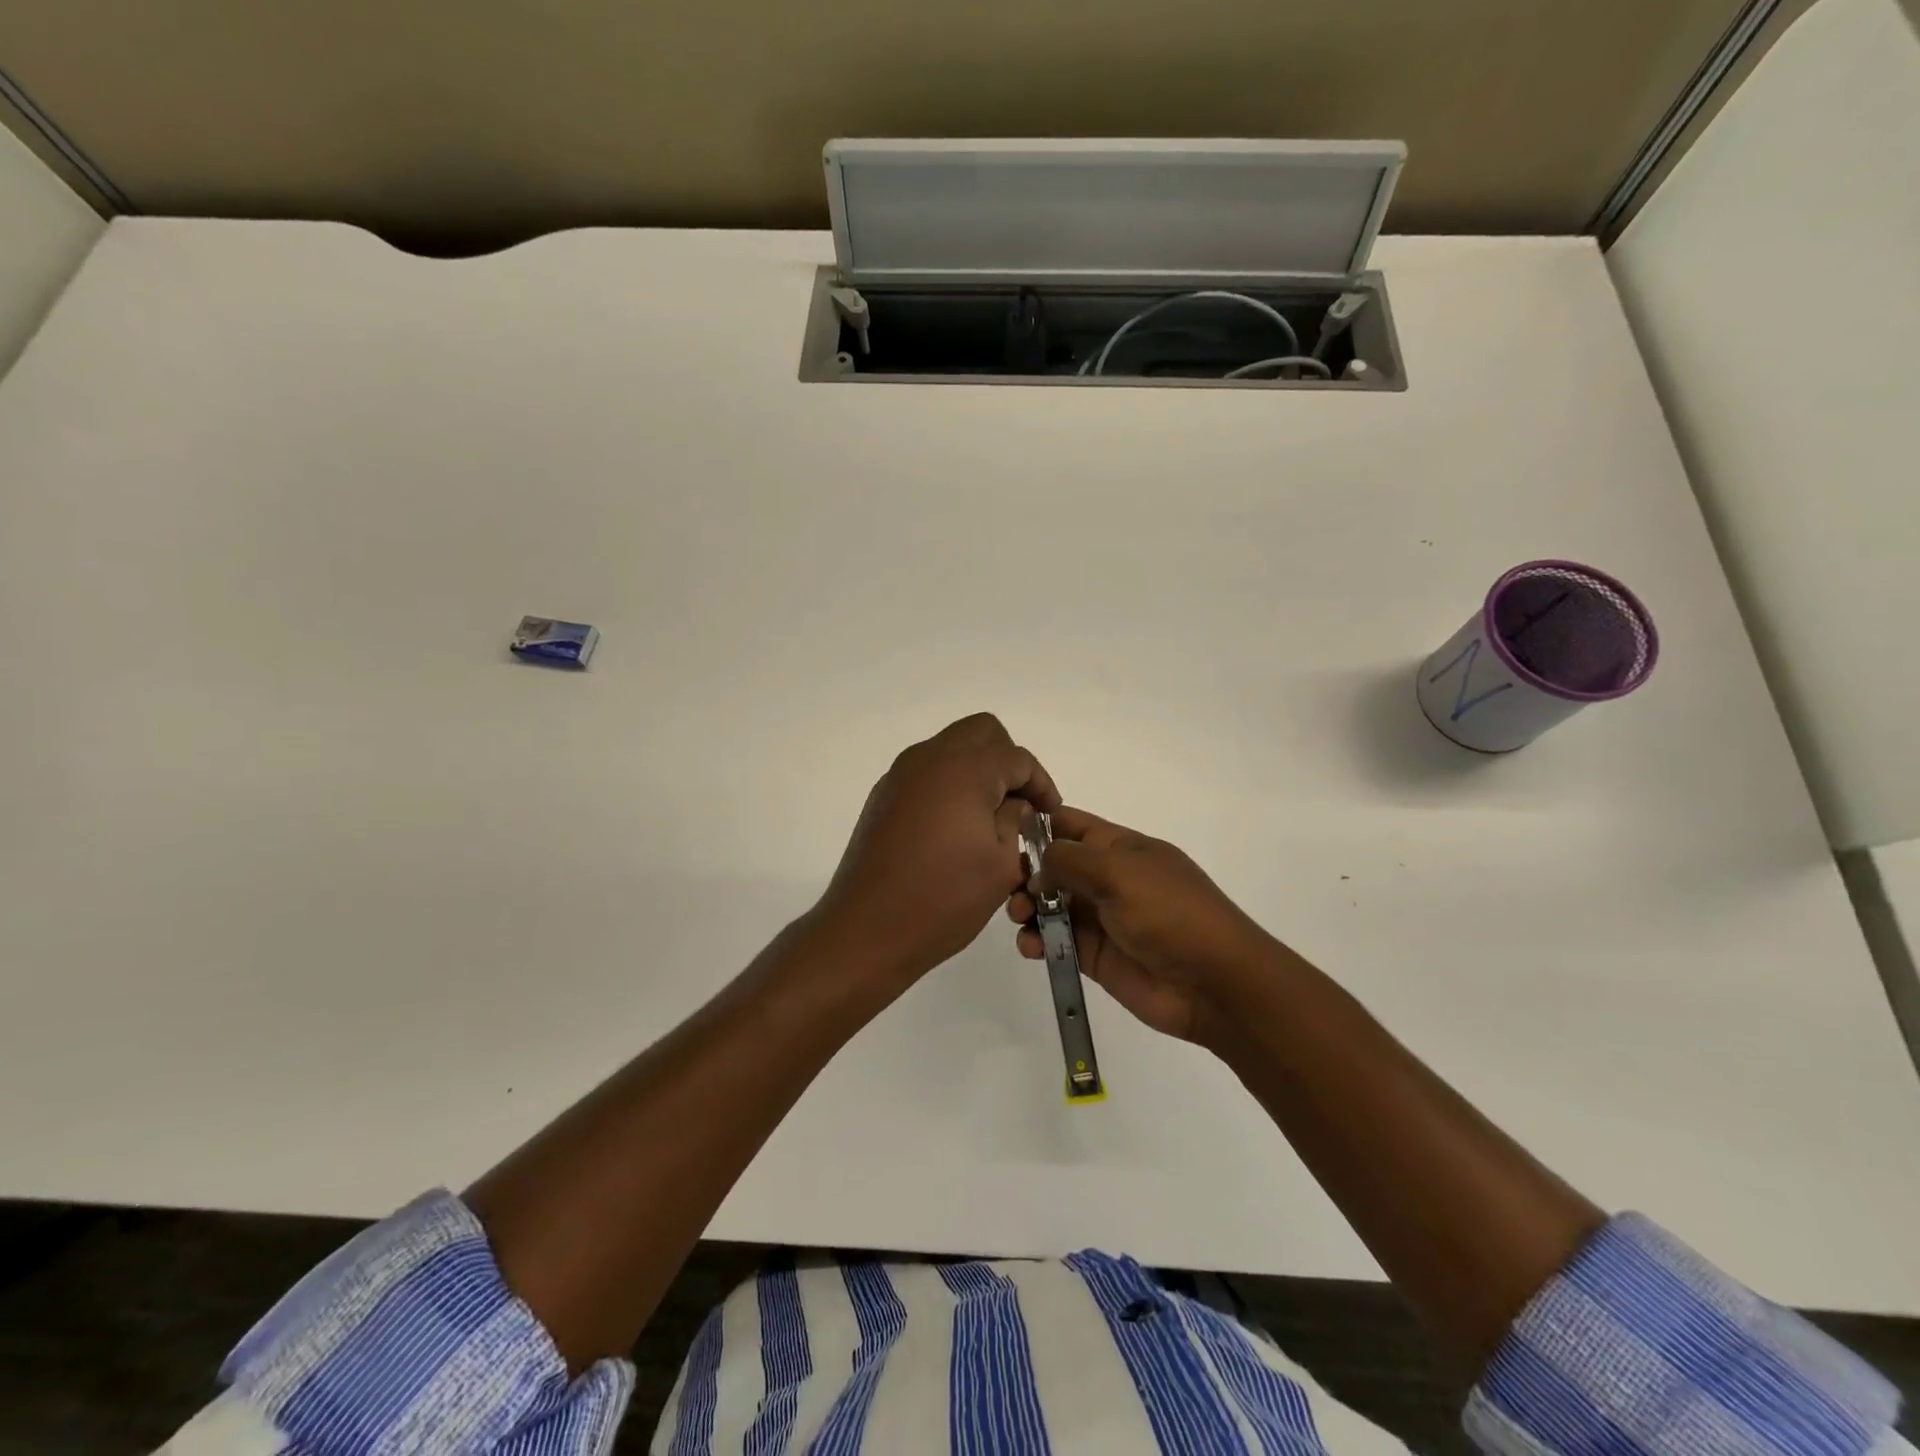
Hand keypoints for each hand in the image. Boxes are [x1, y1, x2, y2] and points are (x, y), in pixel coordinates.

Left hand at [817, 713, 1059, 985]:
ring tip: (990, 816)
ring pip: (951, 748)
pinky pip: (927, 771)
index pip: (1017, 758)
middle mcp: (929, 758)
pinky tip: (955, 827)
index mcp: (964, 768)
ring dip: (977, 769)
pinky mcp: (883, 796)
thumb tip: (1015, 803)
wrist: (866, 928)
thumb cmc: (943, 898)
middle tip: (1020, 802)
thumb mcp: (1000, 864)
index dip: (1041, 784)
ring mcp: (900, 774)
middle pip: (981, 732)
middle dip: (1008, 760)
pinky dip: (949, 784)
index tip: (1050, 815)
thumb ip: (1015, 821)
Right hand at [1006, 807, 1277, 1045]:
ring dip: (1027, 906)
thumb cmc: (1169, 912)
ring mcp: (1100, 918)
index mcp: (1120, 848)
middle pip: (1054, 866)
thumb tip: (1037, 865)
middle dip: (1026, 871)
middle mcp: (1107, 878)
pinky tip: (1031, 946)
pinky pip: (1056, 941)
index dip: (1039, 824)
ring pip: (1050, 904)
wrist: (1212, 983)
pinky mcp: (1094, 955)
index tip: (1002, 833)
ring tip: (1020, 916)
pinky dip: (1037, 941)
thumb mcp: (1118, 872)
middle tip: (1010, 887)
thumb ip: (1069, 860)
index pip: (1071, 824)